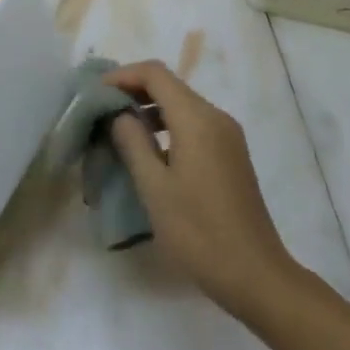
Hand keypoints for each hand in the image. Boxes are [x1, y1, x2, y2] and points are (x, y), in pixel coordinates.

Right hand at [103, 61, 294, 314]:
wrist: (255, 275)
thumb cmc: (198, 232)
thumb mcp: (154, 187)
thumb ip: (132, 142)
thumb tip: (118, 114)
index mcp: (197, 120)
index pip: (155, 74)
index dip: (121, 75)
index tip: (94, 94)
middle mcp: (216, 118)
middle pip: (169, 85)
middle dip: (132, 91)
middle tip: (100, 112)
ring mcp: (227, 137)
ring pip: (181, 105)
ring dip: (148, 110)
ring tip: (117, 132)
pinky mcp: (230, 155)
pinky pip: (193, 125)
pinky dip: (166, 126)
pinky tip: (147, 152)